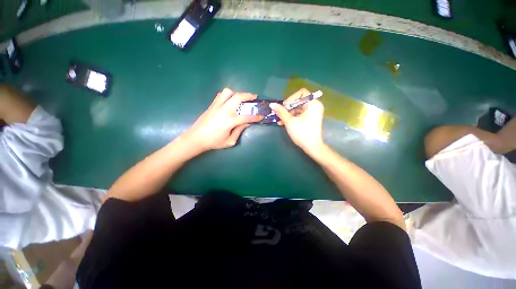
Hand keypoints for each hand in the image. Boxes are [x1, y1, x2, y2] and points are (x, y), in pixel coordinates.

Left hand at [182, 88, 262, 152]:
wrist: (196, 138)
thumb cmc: (214, 142)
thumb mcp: (229, 141)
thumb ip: (239, 131)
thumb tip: (247, 123)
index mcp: (229, 121)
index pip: (246, 117)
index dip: (255, 117)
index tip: (261, 115)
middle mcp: (224, 110)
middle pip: (238, 97)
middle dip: (248, 95)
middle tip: (254, 97)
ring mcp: (216, 106)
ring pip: (228, 92)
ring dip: (237, 93)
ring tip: (240, 98)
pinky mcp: (211, 105)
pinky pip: (220, 95)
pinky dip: (228, 95)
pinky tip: (230, 100)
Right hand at [270, 88, 324, 154]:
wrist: (311, 147)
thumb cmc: (302, 133)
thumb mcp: (289, 121)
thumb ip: (281, 111)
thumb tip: (272, 104)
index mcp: (313, 104)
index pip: (301, 93)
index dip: (291, 98)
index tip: (284, 106)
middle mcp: (314, 106)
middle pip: (298, 101)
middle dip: (288, 108)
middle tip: (280, 114)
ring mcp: (312, 112)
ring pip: (297, 108)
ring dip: (288, 114)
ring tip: (279, 120)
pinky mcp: (310, 118)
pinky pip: (299, 114)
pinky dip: (292, 117)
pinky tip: (283, 122)